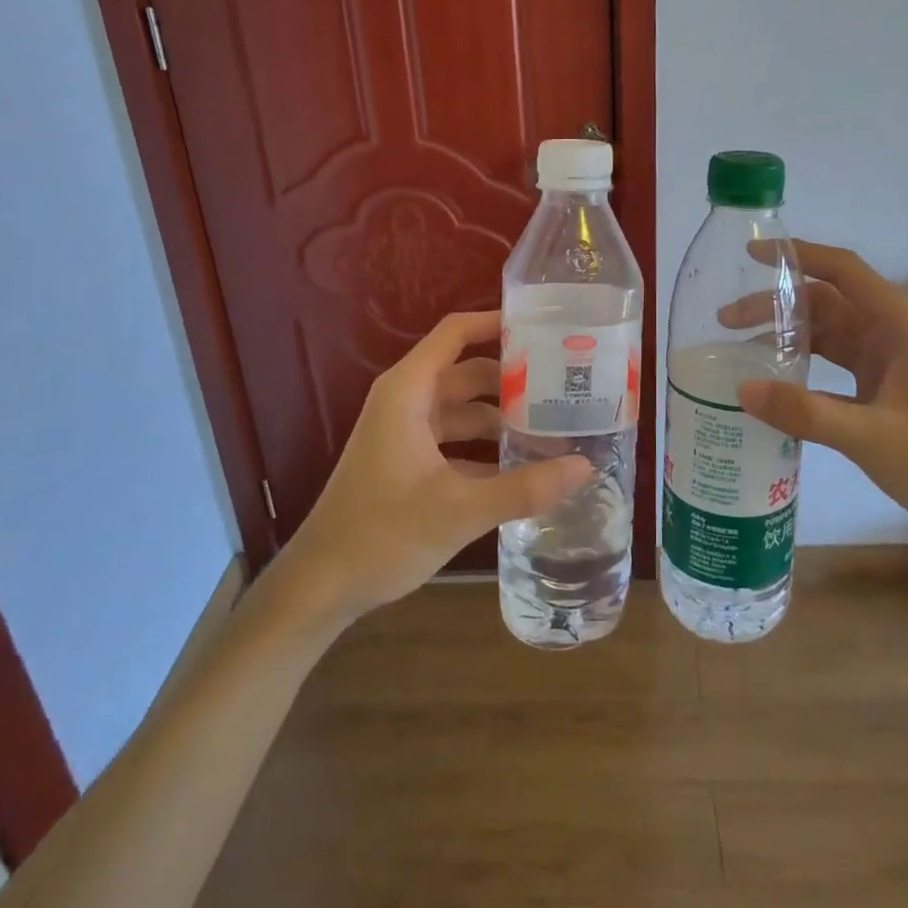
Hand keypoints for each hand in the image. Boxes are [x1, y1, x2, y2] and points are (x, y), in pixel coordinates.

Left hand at [273, 311, 594, 624]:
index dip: (497, 321)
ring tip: (556, 423)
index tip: (544, 324)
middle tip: (566, 381)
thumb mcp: (459, 510)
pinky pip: (457, 437)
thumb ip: (524, 488)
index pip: (456, 332)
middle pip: (469, 370)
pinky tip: (525, 464)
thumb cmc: (381, 534)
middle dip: (514, 375)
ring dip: (503, 414)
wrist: (320, 586)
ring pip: (465, 407)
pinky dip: (487, 445)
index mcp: (409, 391)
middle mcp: (408, 400)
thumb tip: (586, 466)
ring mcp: (407, 430)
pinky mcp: (409, 459)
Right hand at [733, 243, 907, 555]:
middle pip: (826, 305)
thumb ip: (806, 413)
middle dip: (777, 307)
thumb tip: (742, 391)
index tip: (751, 256)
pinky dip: (804, 373)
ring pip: (829, 338)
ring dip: (788, 339)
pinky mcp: (886, 397)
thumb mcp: (874, 437)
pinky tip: (774, 388)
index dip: (798, 257)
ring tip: (739, 352)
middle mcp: (893, 337)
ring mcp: (891, 368)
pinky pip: (835, 371)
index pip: (843, 271)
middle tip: (726, 322)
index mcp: (900, 326)